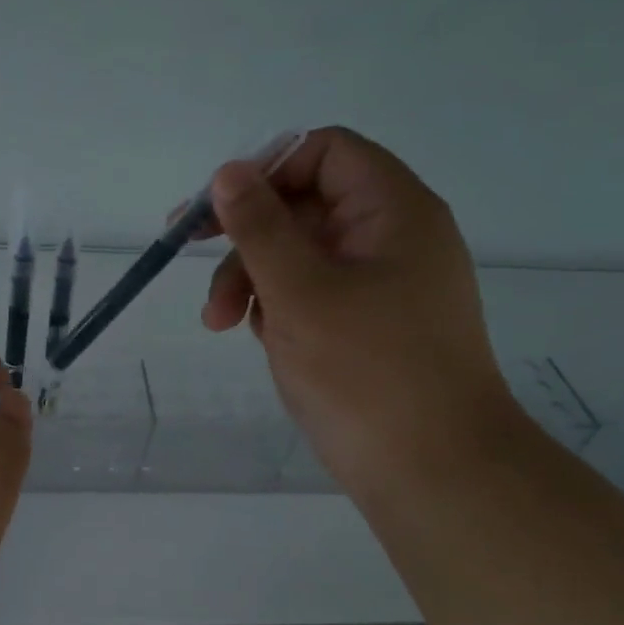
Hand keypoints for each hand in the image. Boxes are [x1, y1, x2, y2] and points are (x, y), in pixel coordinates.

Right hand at [200, 127, 514, 482]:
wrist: (434, 471)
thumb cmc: (366, 371)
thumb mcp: (298, 290)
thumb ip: (259, 226)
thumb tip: (229, 171)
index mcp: (393, 211)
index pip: (324, 152)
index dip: (266, 169)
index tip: (216, 206)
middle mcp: (391, 237)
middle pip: (303, 205)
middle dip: (245, 236)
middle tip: (189, 258)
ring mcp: (381, 284)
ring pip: (300, 253)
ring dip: (252, 277)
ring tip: (220, 323)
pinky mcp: (368, 324)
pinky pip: (311, 293)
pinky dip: (278, 306)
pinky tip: (262, 338)